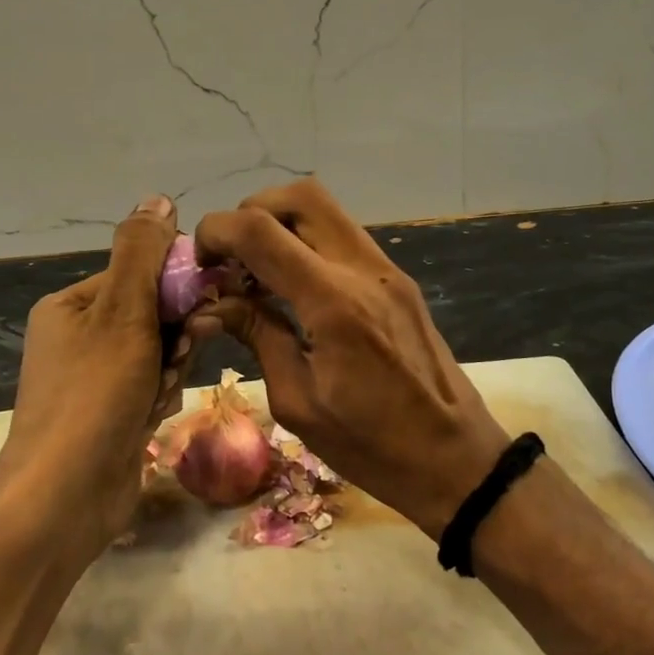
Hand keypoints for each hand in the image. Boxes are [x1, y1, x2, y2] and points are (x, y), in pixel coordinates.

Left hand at [0, 195, 198, 563]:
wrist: (63, 499)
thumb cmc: (93, 394)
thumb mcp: (121, 312)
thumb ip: (141, 253)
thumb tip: (158, 197)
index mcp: (73, 305)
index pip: (140, 274)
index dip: (175, 287)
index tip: (202, 306)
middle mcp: (80, 337)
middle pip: (154, 315)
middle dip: (174, 336)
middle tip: (178, 355)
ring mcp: (94, 380)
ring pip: (160, 354)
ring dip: (169, 371)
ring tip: (154, 396)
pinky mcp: (110, 415)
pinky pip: (152, 388)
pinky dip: (158, 399)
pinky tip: (149, 418)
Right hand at [195, 179, 509, 538]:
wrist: (456, 458)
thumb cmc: (372, 446)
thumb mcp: (298, 401)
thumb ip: (258, 335)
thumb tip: (212, 305)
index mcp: (333, 302)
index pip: (260, 230)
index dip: (217, 231)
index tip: (197, 262)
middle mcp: (363, 269)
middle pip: (300, 196)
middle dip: (252, 213)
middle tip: (230, 259)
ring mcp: (387, 270)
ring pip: (325, 210)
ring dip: (281, 225)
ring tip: (256, 273)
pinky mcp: (398, 281)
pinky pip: (343, 237)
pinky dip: (308, 242)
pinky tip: (291, 287)